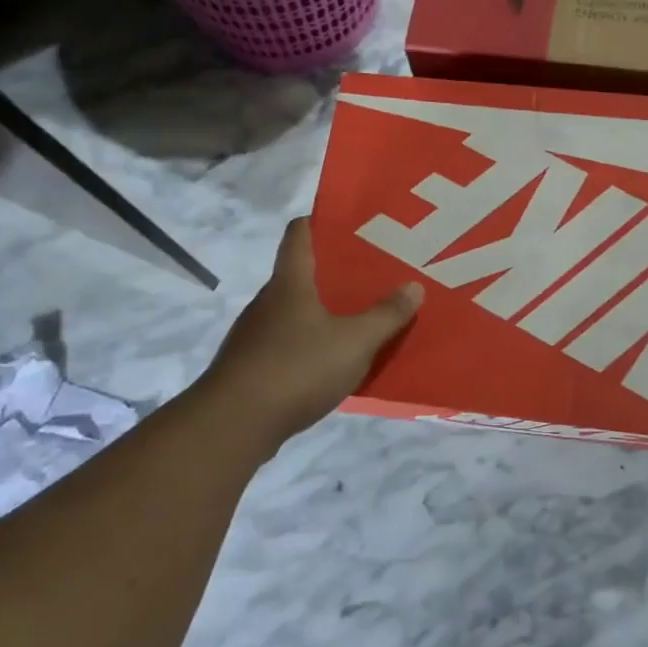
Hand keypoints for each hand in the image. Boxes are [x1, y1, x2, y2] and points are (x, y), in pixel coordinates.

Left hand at [198, 217, 422, 441]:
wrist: (234, 425)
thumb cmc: (296, 368)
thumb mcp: (355, 342)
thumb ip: (386, 315)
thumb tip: (413, 286)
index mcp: (290, 282)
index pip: (299, 233)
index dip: (321, 221)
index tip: (351, 223)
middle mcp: (268, 301)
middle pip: (300, 273)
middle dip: (335, 272)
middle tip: (373, 274)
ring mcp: (256, 335)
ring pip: (295, 311)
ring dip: (324, 311)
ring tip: (361, 317)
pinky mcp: (252, 367)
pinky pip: (289, 343)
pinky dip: (312, 344)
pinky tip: (335, 361)